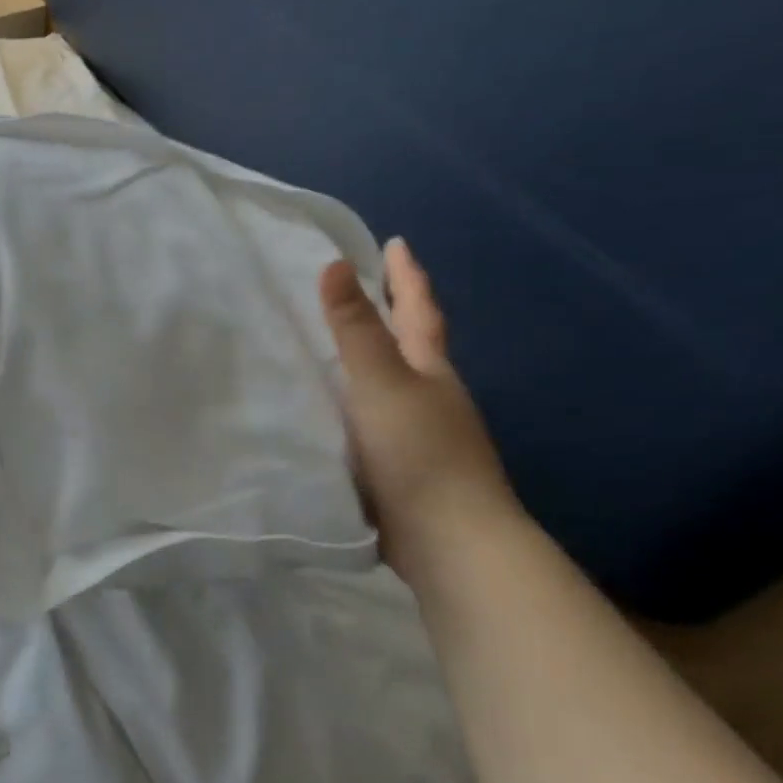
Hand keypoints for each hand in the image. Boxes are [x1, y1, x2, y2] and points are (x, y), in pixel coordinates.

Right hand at [320, 238, 520, 585]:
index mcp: (429, 369)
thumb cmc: (417, 451)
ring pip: (393, 385)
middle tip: (364, 289)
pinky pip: (374, 421)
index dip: (406, 275)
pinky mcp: (402, 467)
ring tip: (336, 349)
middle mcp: (430, 395)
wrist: (448, 540)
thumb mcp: (380, 382)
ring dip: (372, 363)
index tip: (396, 243)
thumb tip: (334, 264)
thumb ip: (355, 329)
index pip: (417, 309)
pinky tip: (335, 414)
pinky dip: (357, 405)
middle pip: (412, 344)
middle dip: (393, 315)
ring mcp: (420, 434)